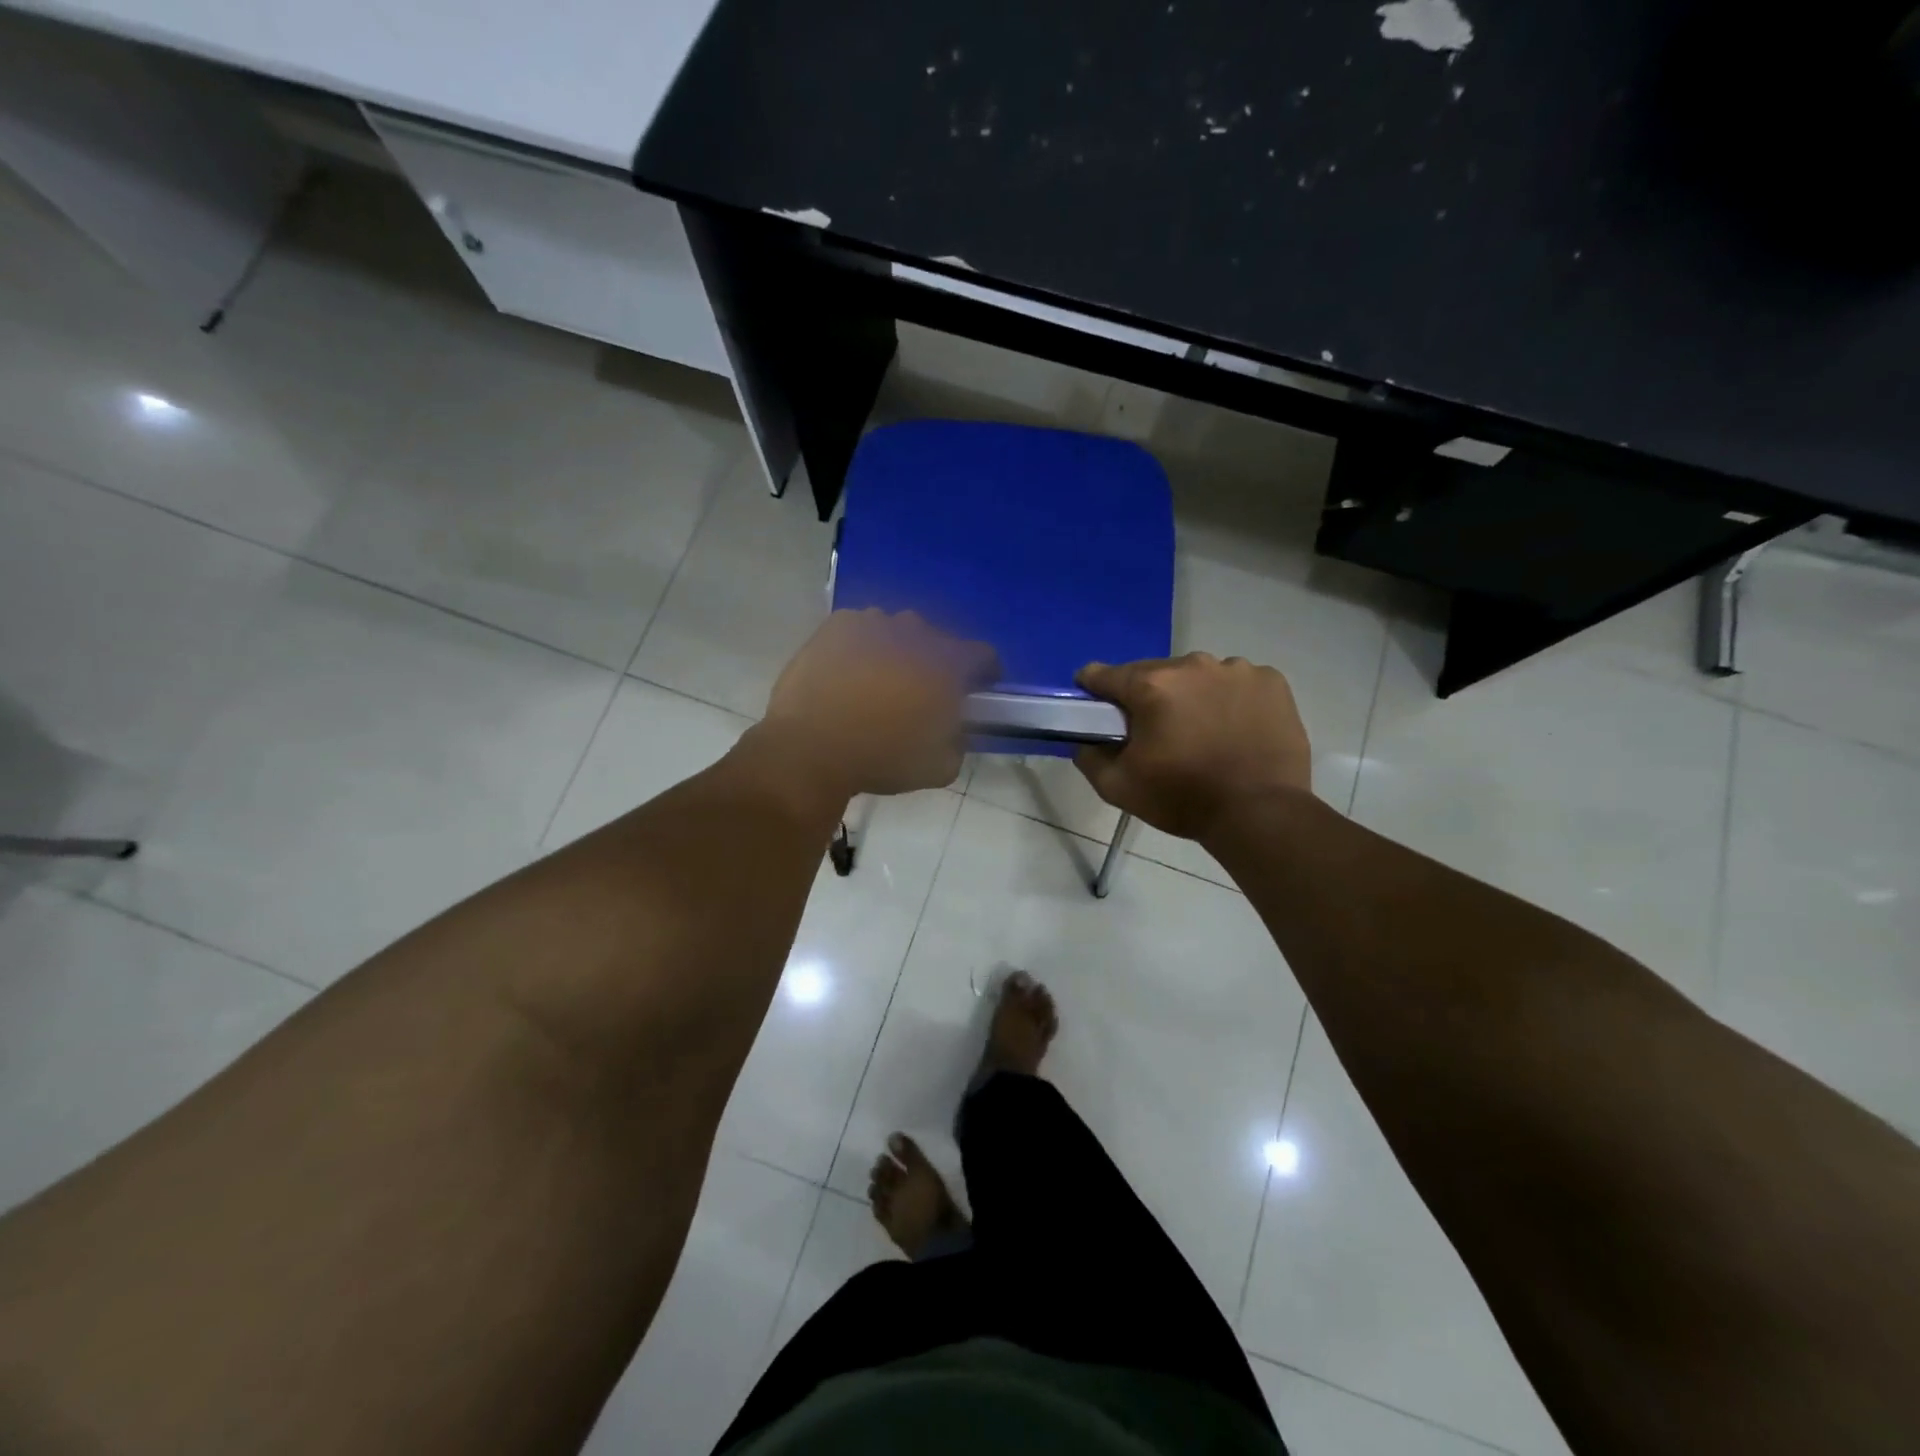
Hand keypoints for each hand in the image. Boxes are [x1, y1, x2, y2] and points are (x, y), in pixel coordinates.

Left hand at [759, 609, 997, 797]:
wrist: (811, 748)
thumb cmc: (882, 758)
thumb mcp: (941, 767)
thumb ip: (960, 742)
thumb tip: (957, 729)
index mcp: (948, 662)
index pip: (984, 655)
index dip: (984, 674)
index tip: (974, 693)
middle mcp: (915, 631)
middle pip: (937, 641)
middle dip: (935, 664)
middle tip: (919, 695)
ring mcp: (873, 622)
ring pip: (897, 632)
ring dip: (897, 652)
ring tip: (878, 684)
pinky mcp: (837, 625)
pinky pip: (861, 630)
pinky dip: (862, 647)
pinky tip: (848, 674)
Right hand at [1074, 653, 1311, 839]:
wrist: (1260, 814)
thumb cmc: (1183, 799)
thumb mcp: (1118, 787)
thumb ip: (1089, 757)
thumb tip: (1084, 741)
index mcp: (1151, 685)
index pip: (1104, 675)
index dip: (1094, 690)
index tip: (1097, 708)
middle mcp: (1192, 665)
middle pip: (1154, 674)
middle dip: (1149, 697)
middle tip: (1157, 733)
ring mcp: (1237, 669)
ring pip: (1198, 676)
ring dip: (1192, 696)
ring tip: (1202, 733)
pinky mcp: (1271, 681)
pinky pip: (1237, 683)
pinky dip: (1230, 699)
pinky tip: (1234, 729)